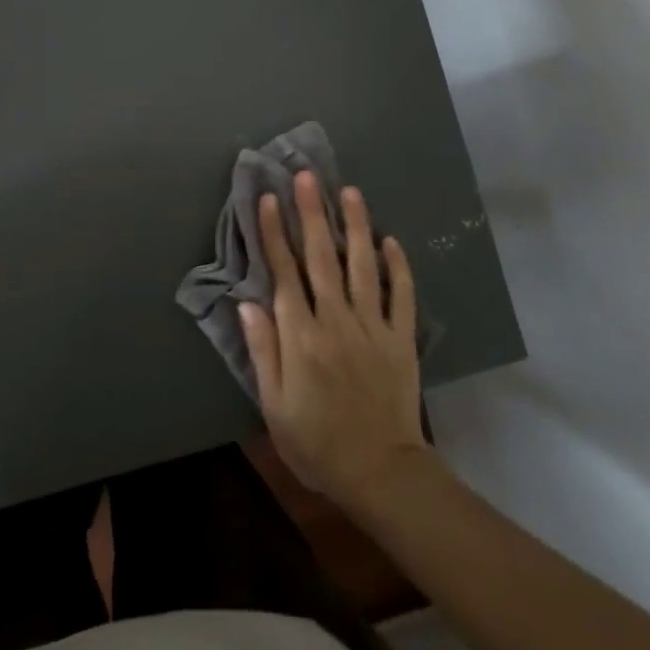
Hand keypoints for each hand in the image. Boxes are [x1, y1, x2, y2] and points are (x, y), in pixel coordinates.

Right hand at [238, 171, 430, 512]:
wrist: (381, 473)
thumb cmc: (318, 443)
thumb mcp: (275, 406)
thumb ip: (263, 351)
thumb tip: (247, 304)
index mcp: (301, 336)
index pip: (283, 272)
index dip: (273, 233)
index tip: (267, 199)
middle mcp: (336, 321)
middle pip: (321, 257)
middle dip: (311, 213)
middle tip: (306, 176)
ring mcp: (373, 326)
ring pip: (362, 265)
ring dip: (355, 226)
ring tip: (349, 191)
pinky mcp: (401, 338)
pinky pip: (402, 295)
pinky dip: (398, 266)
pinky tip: (391, 239)